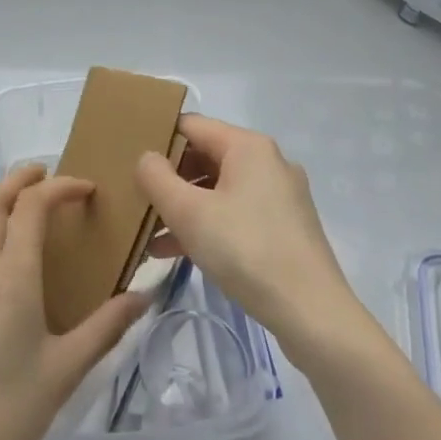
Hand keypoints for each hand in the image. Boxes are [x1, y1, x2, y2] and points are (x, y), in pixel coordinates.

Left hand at [0, 163, 151, 439]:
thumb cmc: (7, 410)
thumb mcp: (66, 370)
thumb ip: (106, 327)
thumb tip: (144, 296)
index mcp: (10, 274)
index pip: (31, 205)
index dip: (60, 186)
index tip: (87, 190)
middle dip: (21, 178)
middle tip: (51, 177)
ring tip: (28, 206)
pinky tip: (3, 253)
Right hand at [135, 115, 367, 362]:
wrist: (312, 313)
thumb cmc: (246, 250)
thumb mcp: (189, 213)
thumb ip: (157, 178)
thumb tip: (146, 158)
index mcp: (248, 146)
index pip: (191, 126)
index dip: (158, 140)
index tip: (128, 161)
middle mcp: (268, 162)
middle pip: (205, 157)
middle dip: (169, 179)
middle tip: (136, 199)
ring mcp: (280, 196)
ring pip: (219, 190)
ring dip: (184, 207)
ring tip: (149, 233)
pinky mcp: (285, 228)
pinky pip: (235, 214)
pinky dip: (207, 226)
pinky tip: (176, 252)